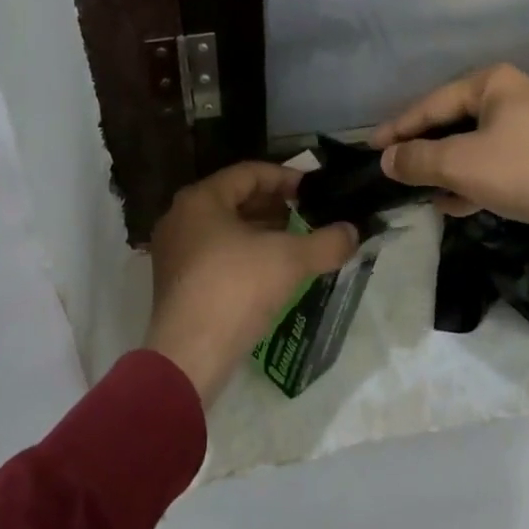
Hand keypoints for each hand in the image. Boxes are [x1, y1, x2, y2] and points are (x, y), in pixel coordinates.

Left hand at [143, 162, 358, 406]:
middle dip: (275, 206)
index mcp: (201, 199)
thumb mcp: (290, 260)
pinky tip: (272, 272)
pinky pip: (215, 254)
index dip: (286, 177)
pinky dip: (244, 254)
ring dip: (262, 232)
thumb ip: (326, 242)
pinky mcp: (176, 283)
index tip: (314, 190)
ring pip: (226, 228)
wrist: (189, 355)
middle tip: (308, 215)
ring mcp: (175, 252)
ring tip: (296, 242)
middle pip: (235, 199)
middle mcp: (181, 217)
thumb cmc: (236, 289)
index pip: (249, 173)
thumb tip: (353, 232)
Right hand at [371, 64, 528, 267]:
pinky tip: (466, 202)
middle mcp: (523, 89)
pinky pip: (511, 157)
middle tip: (401, 169)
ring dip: (456, 168)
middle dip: (430, 149)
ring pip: (486, 141)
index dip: (399, 127)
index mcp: (497, 80)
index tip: (372, 148)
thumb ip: (419, 159)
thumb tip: (387, 160)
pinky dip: (485, 175)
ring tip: (431, 194)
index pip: (433, 102)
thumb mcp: (463, 165)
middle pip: (460, 119)